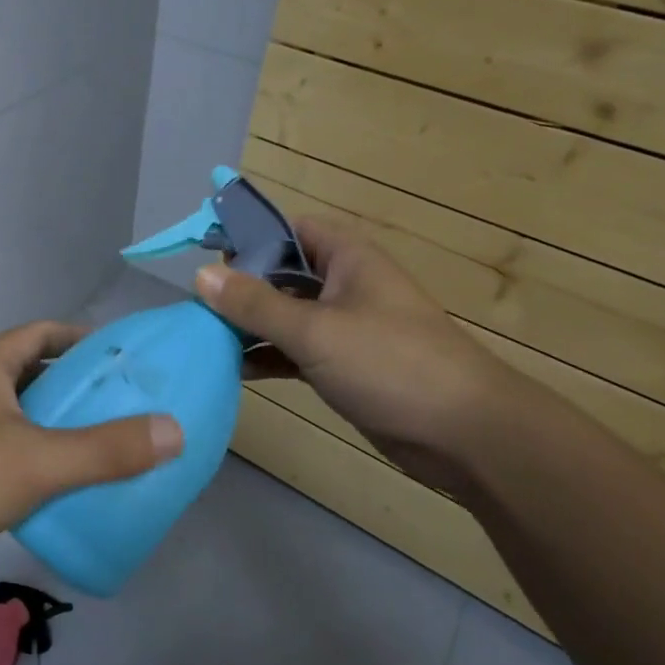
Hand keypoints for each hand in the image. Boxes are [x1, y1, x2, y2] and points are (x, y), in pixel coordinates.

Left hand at [0, 320, 182, 580]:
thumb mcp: (37, 460)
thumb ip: (106, 449)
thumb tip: (175, 430)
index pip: (40, 333)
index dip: (80, 338)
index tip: (122, 356)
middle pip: (33, 375)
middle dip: (77, 386)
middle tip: (126, 405)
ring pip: (20, 418)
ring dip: (58, 427)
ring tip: (107, 446)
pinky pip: (7, 454)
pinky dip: (37, 461)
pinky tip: (63, 488)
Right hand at [196, 217, 528, 494]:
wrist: (466, 434)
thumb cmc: (390, 364)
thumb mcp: (315, 330)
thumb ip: (255, 303)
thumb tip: (200, 275)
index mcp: (346, 258)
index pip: (288, 230)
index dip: (249, 237)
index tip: (206, 256)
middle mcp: (344, 285)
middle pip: (281, 274)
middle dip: (241, 287)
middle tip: (197, 305)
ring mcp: (345, 327)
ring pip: (286, 315)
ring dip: (250, 326)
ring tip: (205, 338)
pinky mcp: (345, 366)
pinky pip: (296, 351)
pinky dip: (268, 356)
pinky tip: (234, 370)